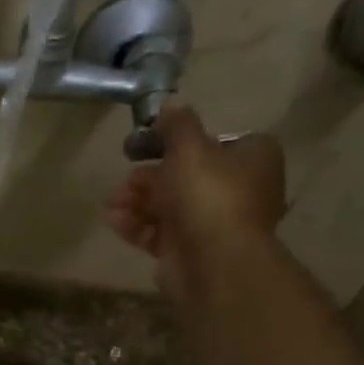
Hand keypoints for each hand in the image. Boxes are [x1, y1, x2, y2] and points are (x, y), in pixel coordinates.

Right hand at [106, 103, 285, 301]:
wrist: (213, 261)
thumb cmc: (208, 196)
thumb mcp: (189, 149)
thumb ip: (178, 125)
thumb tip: (171, 103)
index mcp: (252, 158)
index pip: (216, 142)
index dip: (181, 144)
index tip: (151, 147)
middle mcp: (239, 189)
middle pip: (185, 176)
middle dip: (146, 178)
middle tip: (123, 181)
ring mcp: (214, 222)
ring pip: (168, 205)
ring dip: (135, 202)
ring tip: (111, 204)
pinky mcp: (190, 249)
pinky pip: (159, 232)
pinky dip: (136, 225)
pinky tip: (113, 222)